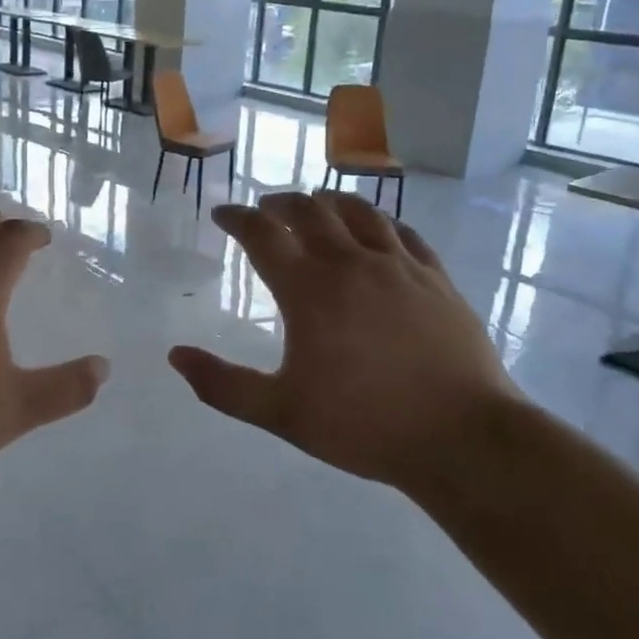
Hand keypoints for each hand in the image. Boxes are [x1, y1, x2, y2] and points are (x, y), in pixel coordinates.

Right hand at [169, 191, 523, 488]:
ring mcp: (398, 265)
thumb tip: (175, 357)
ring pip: (357, 211)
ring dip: (327, 201)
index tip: (222, 215)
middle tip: (265, 208)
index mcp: (308, 289)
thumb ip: (223, 385)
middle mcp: (350, 262)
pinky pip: (402, 231)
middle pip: (308, 210)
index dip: (237, 218)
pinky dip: (378, 221)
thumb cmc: (364, 425)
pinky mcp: (434, 276)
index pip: (262, 234)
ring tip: (315, 203)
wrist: (463, 437)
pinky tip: (376, 228)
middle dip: (279, 203)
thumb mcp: (281, 413)